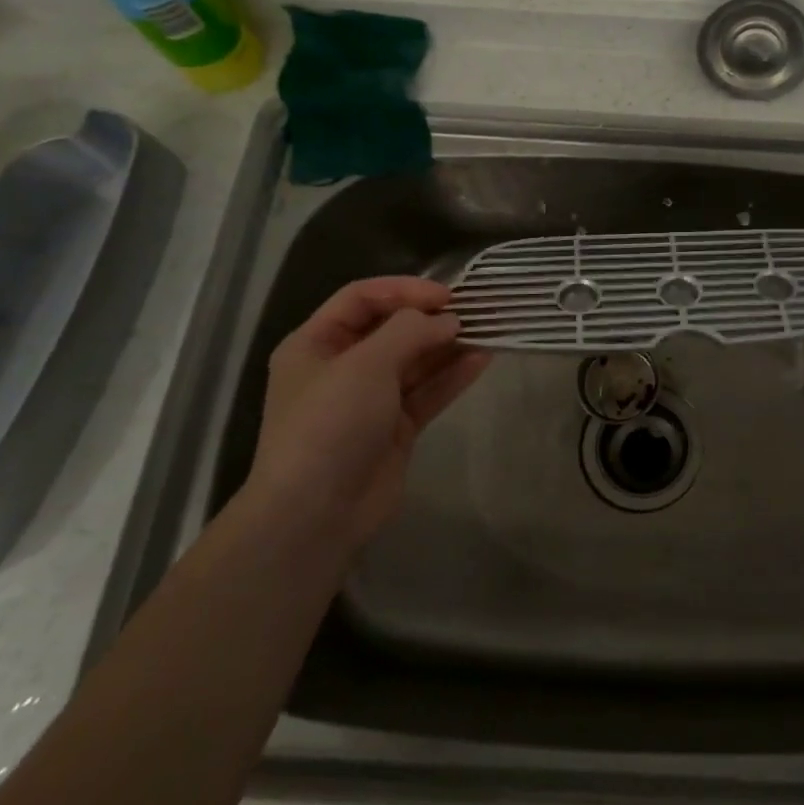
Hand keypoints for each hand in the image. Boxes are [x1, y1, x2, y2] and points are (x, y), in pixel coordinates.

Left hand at [247, 277, 491, 557]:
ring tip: (487, 330)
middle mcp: (342, 367)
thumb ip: (410, 332)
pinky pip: (428, 392)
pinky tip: (482, 360)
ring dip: (448, 345)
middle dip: (432, 318)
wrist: (315, 514)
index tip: (446, 295)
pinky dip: (452, 376)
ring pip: (415, 361)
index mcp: (316, 344)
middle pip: (392, 329)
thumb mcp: (365, 365)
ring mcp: (371, 399)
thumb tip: (448, 320)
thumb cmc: (330, 424)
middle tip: (475, 310)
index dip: (404, 290)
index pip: (362, 298)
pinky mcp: (396, 427)